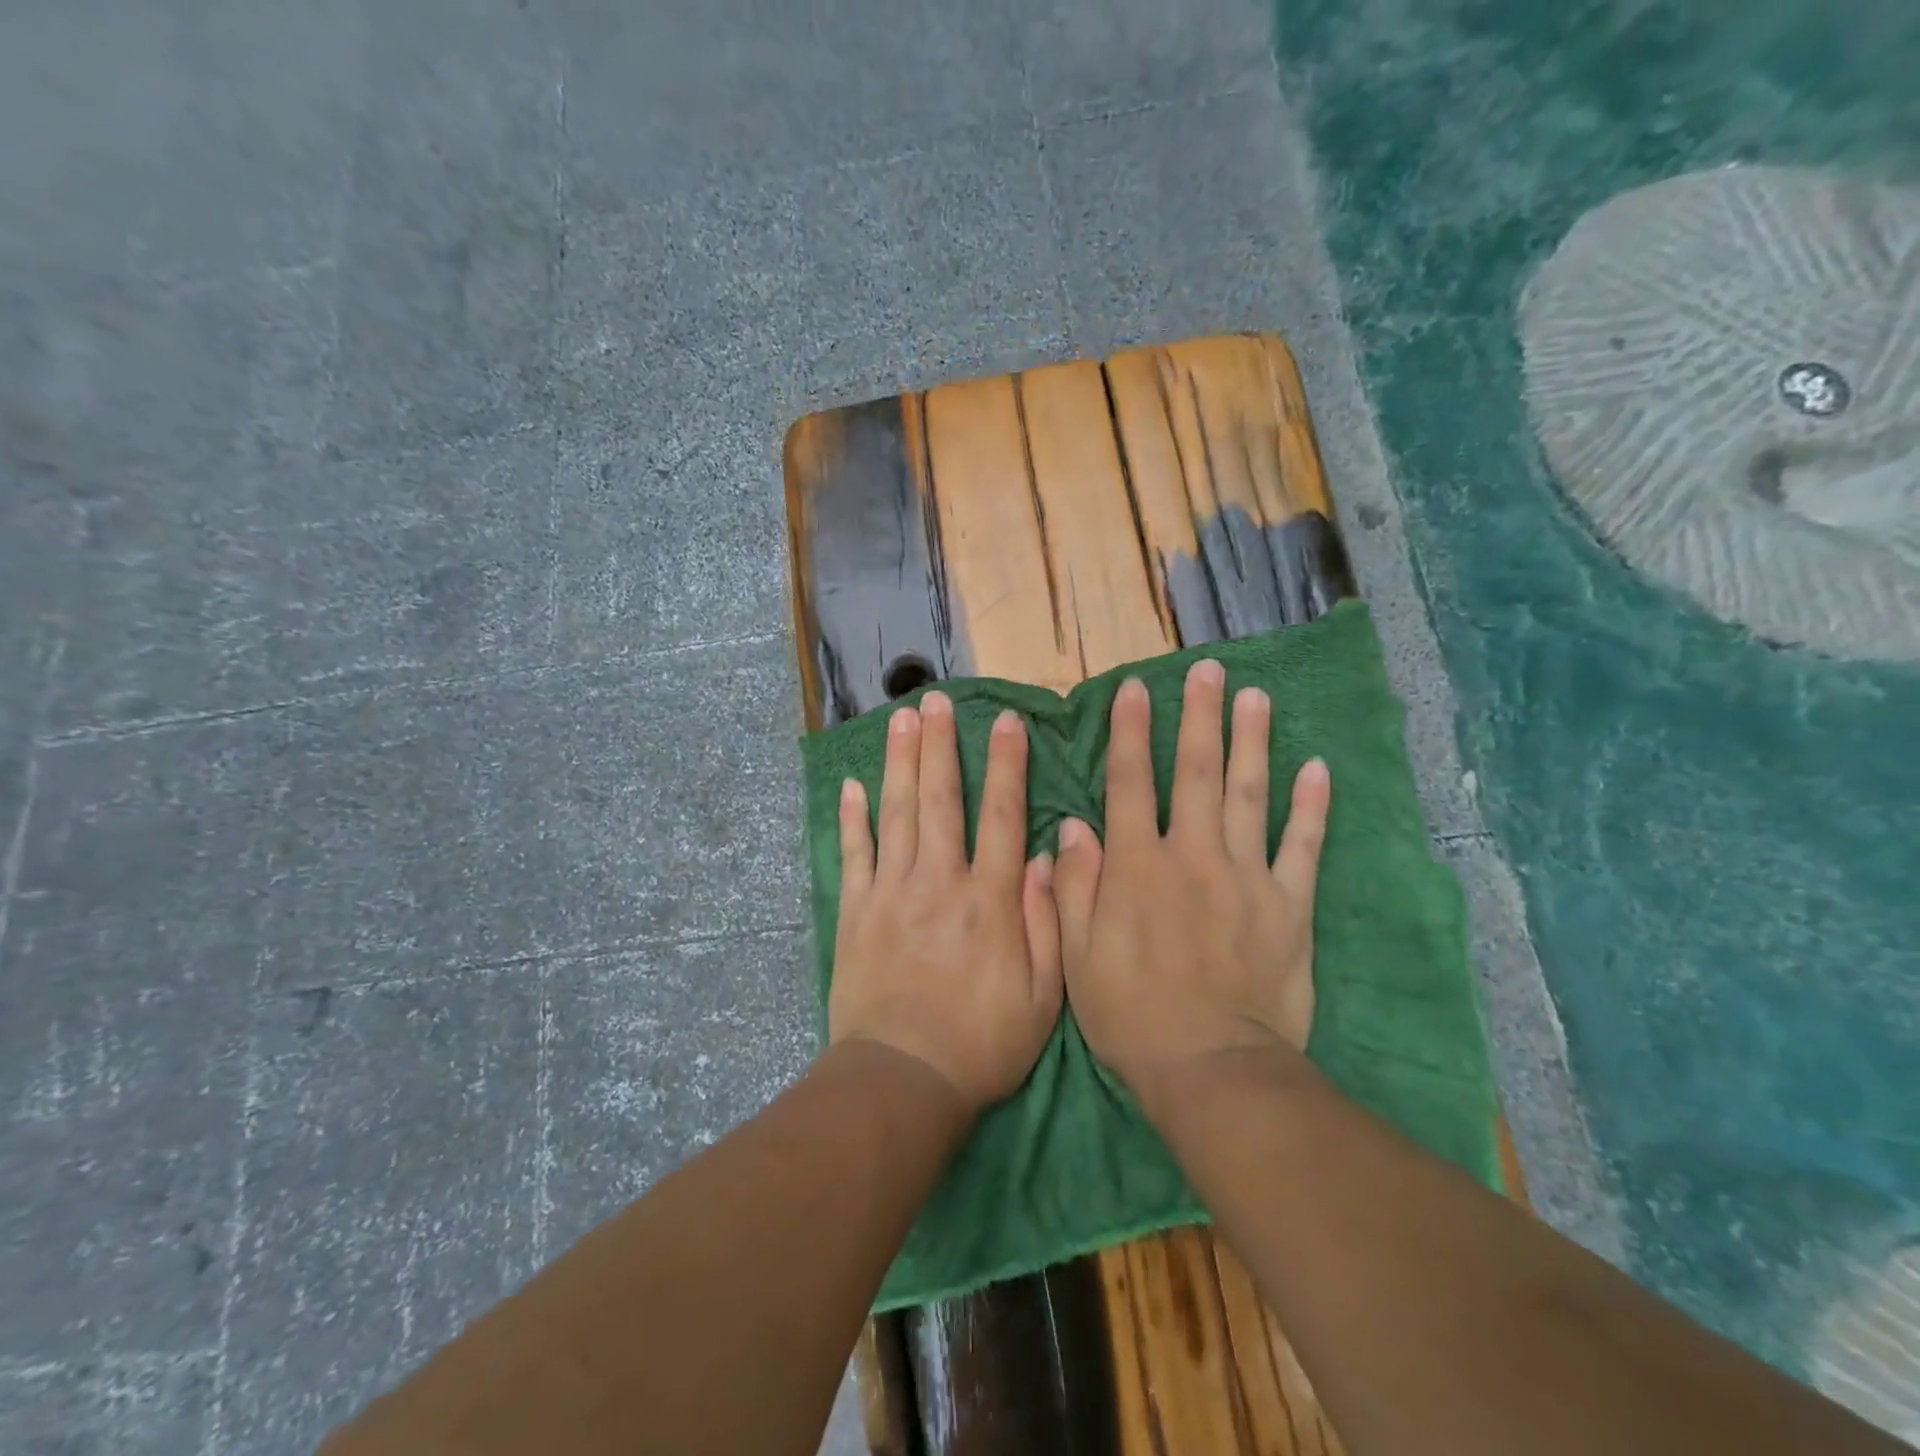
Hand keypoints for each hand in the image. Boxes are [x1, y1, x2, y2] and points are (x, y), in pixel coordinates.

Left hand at [828, 692, 1064, 1115]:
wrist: (904, 1079)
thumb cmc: (983, 1041)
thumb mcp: (1044, 994)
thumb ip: (1047, 919)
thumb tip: (1046, 855)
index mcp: (990, 898)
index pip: (1003, 815)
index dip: (1007, 765)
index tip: (1007, 722)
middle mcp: (940, 881)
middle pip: (940, 799)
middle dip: (940, 745)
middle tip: (935, 700)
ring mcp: (892, 892)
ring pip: (896, 813)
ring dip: (899, 762)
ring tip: (901, 720)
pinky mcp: (857, 912)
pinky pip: (854, 854)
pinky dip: (852, 818)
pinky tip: (852, 786)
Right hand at [1053, 660, 1331, 1093]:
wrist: (1212, 1068)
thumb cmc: (1132, 1014)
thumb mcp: (1077, 955)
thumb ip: (1074, 885)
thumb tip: (1072, 826)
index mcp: (1137, 866)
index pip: (1131, 783)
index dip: (1132, 732)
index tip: (1136, 689)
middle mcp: (1192, 856)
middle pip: (1197, 773)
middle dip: (1200, 717)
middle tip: (1208, 671)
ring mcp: (1247, 877)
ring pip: (1251, 795)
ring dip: (1253, 741)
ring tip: (1257, 697)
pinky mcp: (1290, 905)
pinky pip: (1303, 847)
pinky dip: (1312, 807)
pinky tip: (1318, 768)